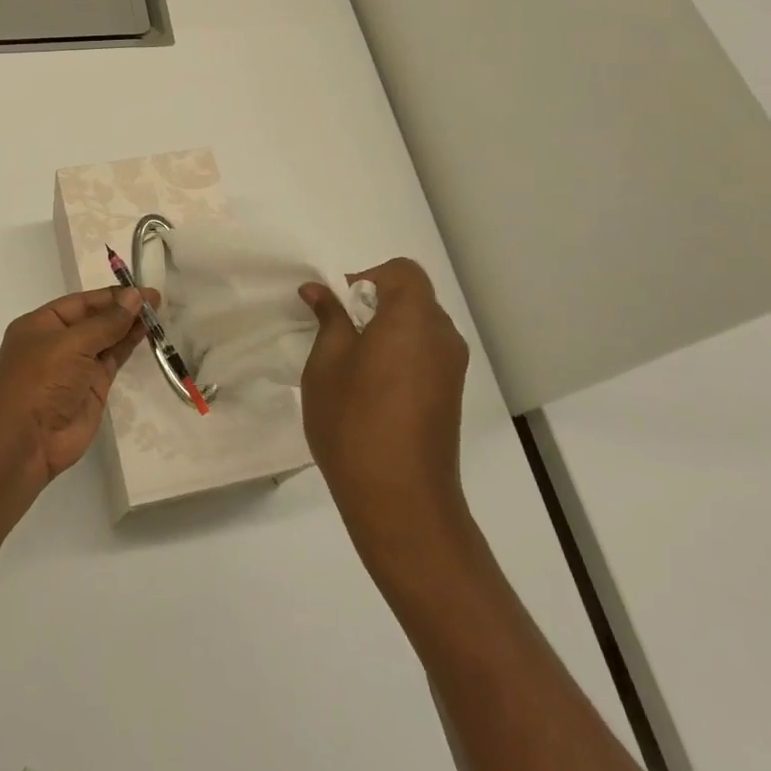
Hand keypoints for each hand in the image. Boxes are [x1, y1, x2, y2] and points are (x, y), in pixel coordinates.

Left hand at [0, 285, 156, 491]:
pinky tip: (145, 333)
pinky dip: (127, 346)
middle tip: (155, 300)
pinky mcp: (92, 387)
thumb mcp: (72, 344)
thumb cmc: (41, 381)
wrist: (29, 440)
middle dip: (122, 309)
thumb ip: (106, 322)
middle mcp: (57, 342)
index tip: (140, 291)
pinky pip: (112, 360)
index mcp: (41, 324)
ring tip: (156, 313)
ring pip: (106, 339)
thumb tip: (135, 297)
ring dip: (128, 326)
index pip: (80, 302)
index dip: (110, 296)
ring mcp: (76, 366)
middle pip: (94, 319)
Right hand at [300, 258, 470, 540]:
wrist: (400, 499)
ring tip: (352, 364)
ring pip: (418, 328)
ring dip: (387, 331)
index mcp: (413, 318)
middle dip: (374, 304)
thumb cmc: (354, 420)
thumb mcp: (326, 363)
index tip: (340, 307)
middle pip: (412, 298)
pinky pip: (425, 355)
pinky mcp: (451, 396)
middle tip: (339, 333)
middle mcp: (442, 336)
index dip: (368, 278)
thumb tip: (319, 290)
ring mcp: (452, 369)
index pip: (402, 272)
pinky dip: (400, 355)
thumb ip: (329, 319)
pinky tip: (372, 389)